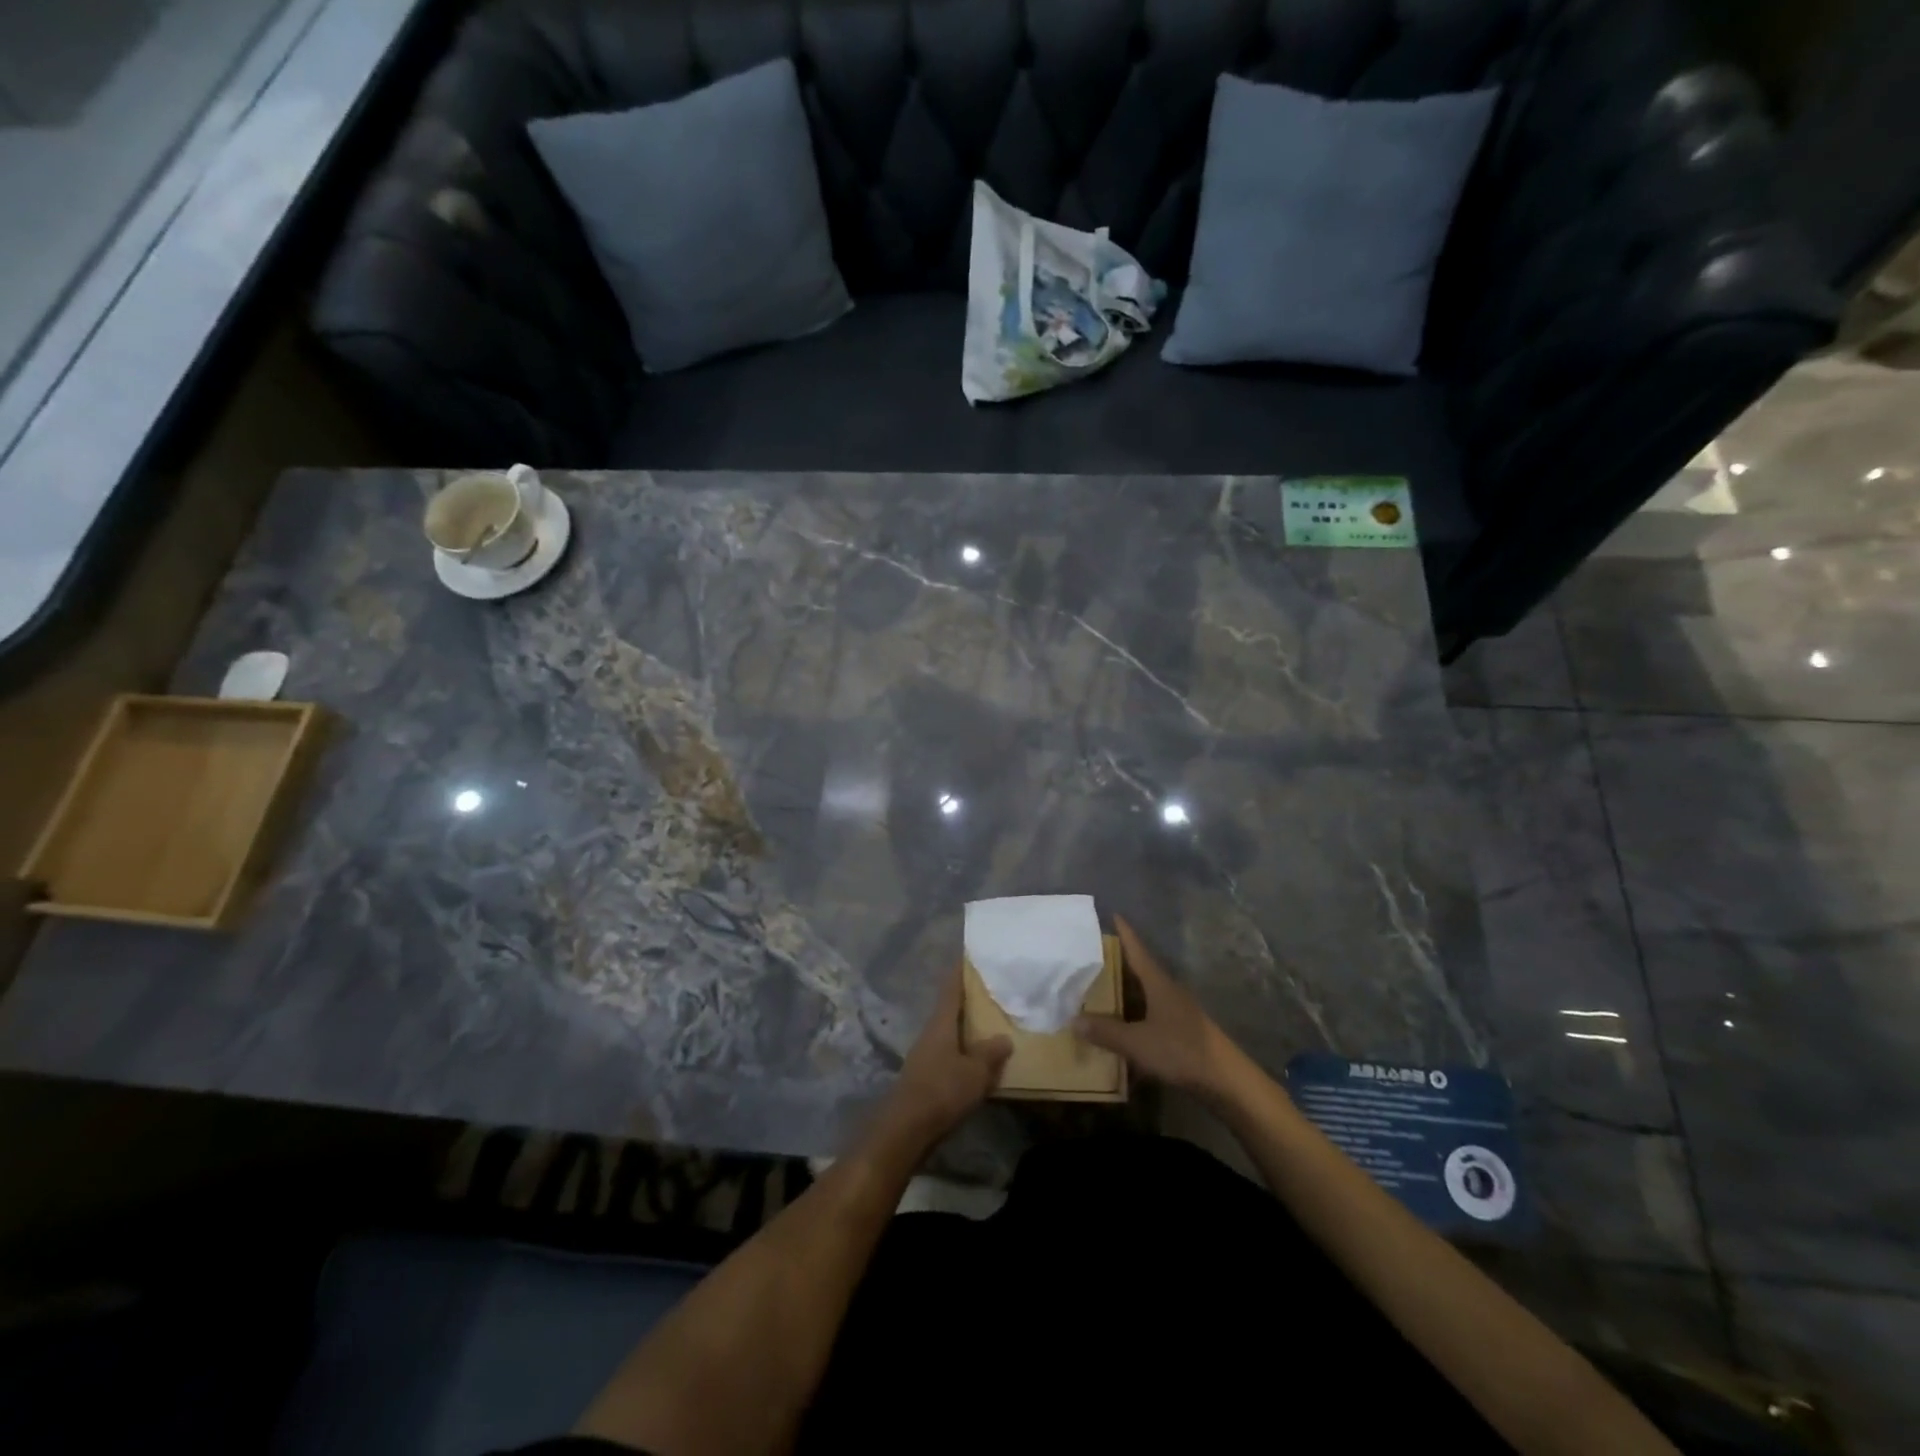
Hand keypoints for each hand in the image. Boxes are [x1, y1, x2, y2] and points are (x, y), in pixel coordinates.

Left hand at [879, 964, 1011, 1147]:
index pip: (951, 988)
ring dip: (966, 1028)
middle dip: (968, 1000)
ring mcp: (925, 1055)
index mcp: (941, 1023)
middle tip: (991, 991)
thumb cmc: (942, 1091)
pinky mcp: (925, 1077)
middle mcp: (930, 1033)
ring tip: (990, 1025)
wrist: (906, 1129)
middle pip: (949, 1009)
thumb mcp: (975, 1071)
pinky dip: (963, 1051)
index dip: (960, 971)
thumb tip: (1004, 1037)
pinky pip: (948, 1054)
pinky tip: (977, 1060)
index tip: (970, 955)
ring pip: (949, 1033)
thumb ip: (991, 1053)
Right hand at [1074, 916, 1244, 1098]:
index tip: (1114, 914)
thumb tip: (1072, 1020)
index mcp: (1159, 983)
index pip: (1138, 951)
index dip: (1126, 933)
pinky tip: (1124, 1024)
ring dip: (1127, 989)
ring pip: (1147, 992)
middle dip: (1120, 962)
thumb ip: (1106, 1031)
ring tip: (1102, 987)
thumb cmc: (1180, 1050)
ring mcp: (1178, 1010)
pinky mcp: (1183, 1030)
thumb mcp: (1137, 1042)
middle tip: (1095, 954)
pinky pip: (1152, 1012)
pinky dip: (1136, 1013)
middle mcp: (1169, 990)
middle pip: (1142, 969)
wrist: (1225, 1080)